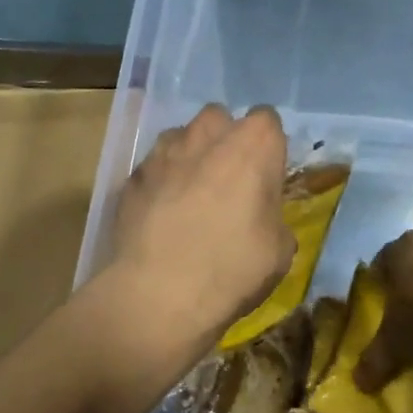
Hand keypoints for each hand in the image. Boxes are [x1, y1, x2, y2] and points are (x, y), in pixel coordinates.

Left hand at [109, 104, 293, 347]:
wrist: (160, 293)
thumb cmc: (234, 267)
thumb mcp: (279, 250)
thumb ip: (273, 218)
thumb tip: (261, 219)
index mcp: (254, 143)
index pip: (268, 121)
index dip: (267, 148)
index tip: (265, 176)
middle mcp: (208, 134)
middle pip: (219, 119)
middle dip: (224, 141)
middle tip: (228, 181)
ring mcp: (164, 152)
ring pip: (181, 138)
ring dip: (189, 157)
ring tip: (190, 197)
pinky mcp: (132, 176)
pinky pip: (153, 169)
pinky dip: (160, 184)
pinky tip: (161, 217)